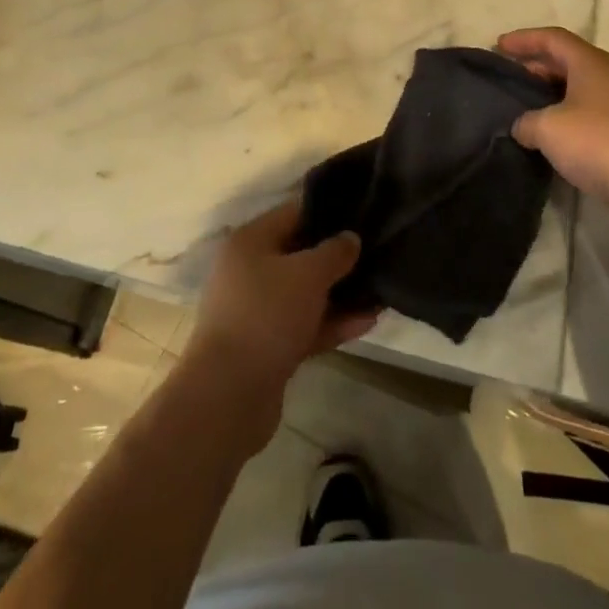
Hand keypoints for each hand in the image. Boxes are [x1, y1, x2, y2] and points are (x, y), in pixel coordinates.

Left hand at [185, 200, 376, 417]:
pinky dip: (332, 323)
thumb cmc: (267, 315)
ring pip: (305, 294)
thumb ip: (334, 252)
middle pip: (300, 255)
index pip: (294, 213)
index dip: (328, 212)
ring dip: (340, 293)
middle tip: (376, 252)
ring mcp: (258, 311)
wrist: (228, 396)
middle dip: (337, 257)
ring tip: (380, 290)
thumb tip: (350, 238)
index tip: (362, 213)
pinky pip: (305, 326)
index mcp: (250, 241)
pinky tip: (368, 321)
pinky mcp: (268, 347)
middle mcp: (250, 271)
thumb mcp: (308, 274)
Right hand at [498, 26, 608, 206]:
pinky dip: (572, 113)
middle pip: (570, 60)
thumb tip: (524, 127)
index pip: (553, 38)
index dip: (524, 39)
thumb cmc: (596, 142)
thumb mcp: (546, 129)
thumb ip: (526, 122)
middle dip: (539, 66)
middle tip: (513, 78)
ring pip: (584, 86)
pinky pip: (596, 110)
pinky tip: (558, 133)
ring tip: (531, 107)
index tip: (499, 46)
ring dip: (556, 92)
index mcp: (591, 63)